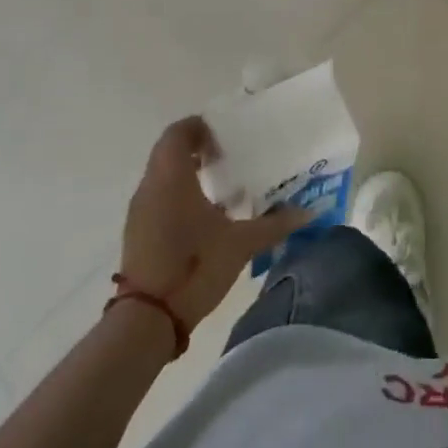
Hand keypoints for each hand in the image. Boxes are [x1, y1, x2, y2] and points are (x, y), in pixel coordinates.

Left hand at [121, 117, 309, 331]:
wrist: (147, 321)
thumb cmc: (194, 267)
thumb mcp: (241, 244)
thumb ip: (274, 224)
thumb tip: (308, 212)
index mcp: (172, 176)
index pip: (178, 132)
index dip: (200, 126)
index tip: (227, 134)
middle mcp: (150, 186)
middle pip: (170, 152)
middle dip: (199, 149)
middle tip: (232, 156)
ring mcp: (140, 212)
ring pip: (163, 176)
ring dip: (189, 174)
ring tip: (224, 186)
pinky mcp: (139, 234)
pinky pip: (159, 199)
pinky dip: (180, 196)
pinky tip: (207, 217)